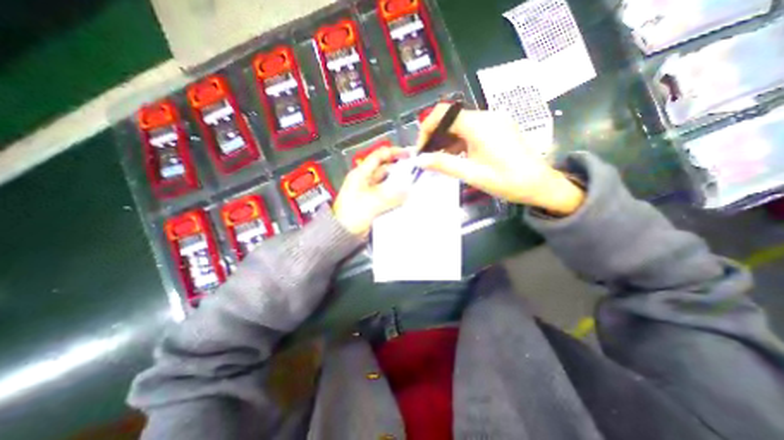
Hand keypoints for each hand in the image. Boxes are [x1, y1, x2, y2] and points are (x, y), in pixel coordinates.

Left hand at [333, 147, 412, 237]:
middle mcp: (365, 181)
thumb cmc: (351, 215)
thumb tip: (407, 191)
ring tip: (412, 186)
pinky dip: (394, 196)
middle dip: (398, 170)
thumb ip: (392, 196)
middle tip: (413, 173)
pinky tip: (404, 199)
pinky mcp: (371, 203)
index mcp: (361, 174)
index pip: (378, 156)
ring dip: (397, 184)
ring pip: (386, 183)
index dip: (393, 153)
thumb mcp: (373, 202)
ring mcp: (368, 192)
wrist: (342, 233)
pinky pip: (386, 195)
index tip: (408, 154)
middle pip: (384, 170)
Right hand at [412, 104, 584, 216]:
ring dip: (446, 138)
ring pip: (460, 123)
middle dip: (435, 135)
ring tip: (439, 158)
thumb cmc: (506, 181)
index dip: (427, 129)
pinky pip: (471, 128)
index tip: (421, 149)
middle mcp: (486, 116)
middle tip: (428, 156)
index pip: (443, 114)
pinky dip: (459, 140)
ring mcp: (494, 120)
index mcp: (479, 125)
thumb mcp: (472, 174)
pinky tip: (455, 155)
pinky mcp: (498, 127)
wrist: (540, 184)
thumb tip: (420, 160)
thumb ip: (444, 164)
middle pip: (451, 117)